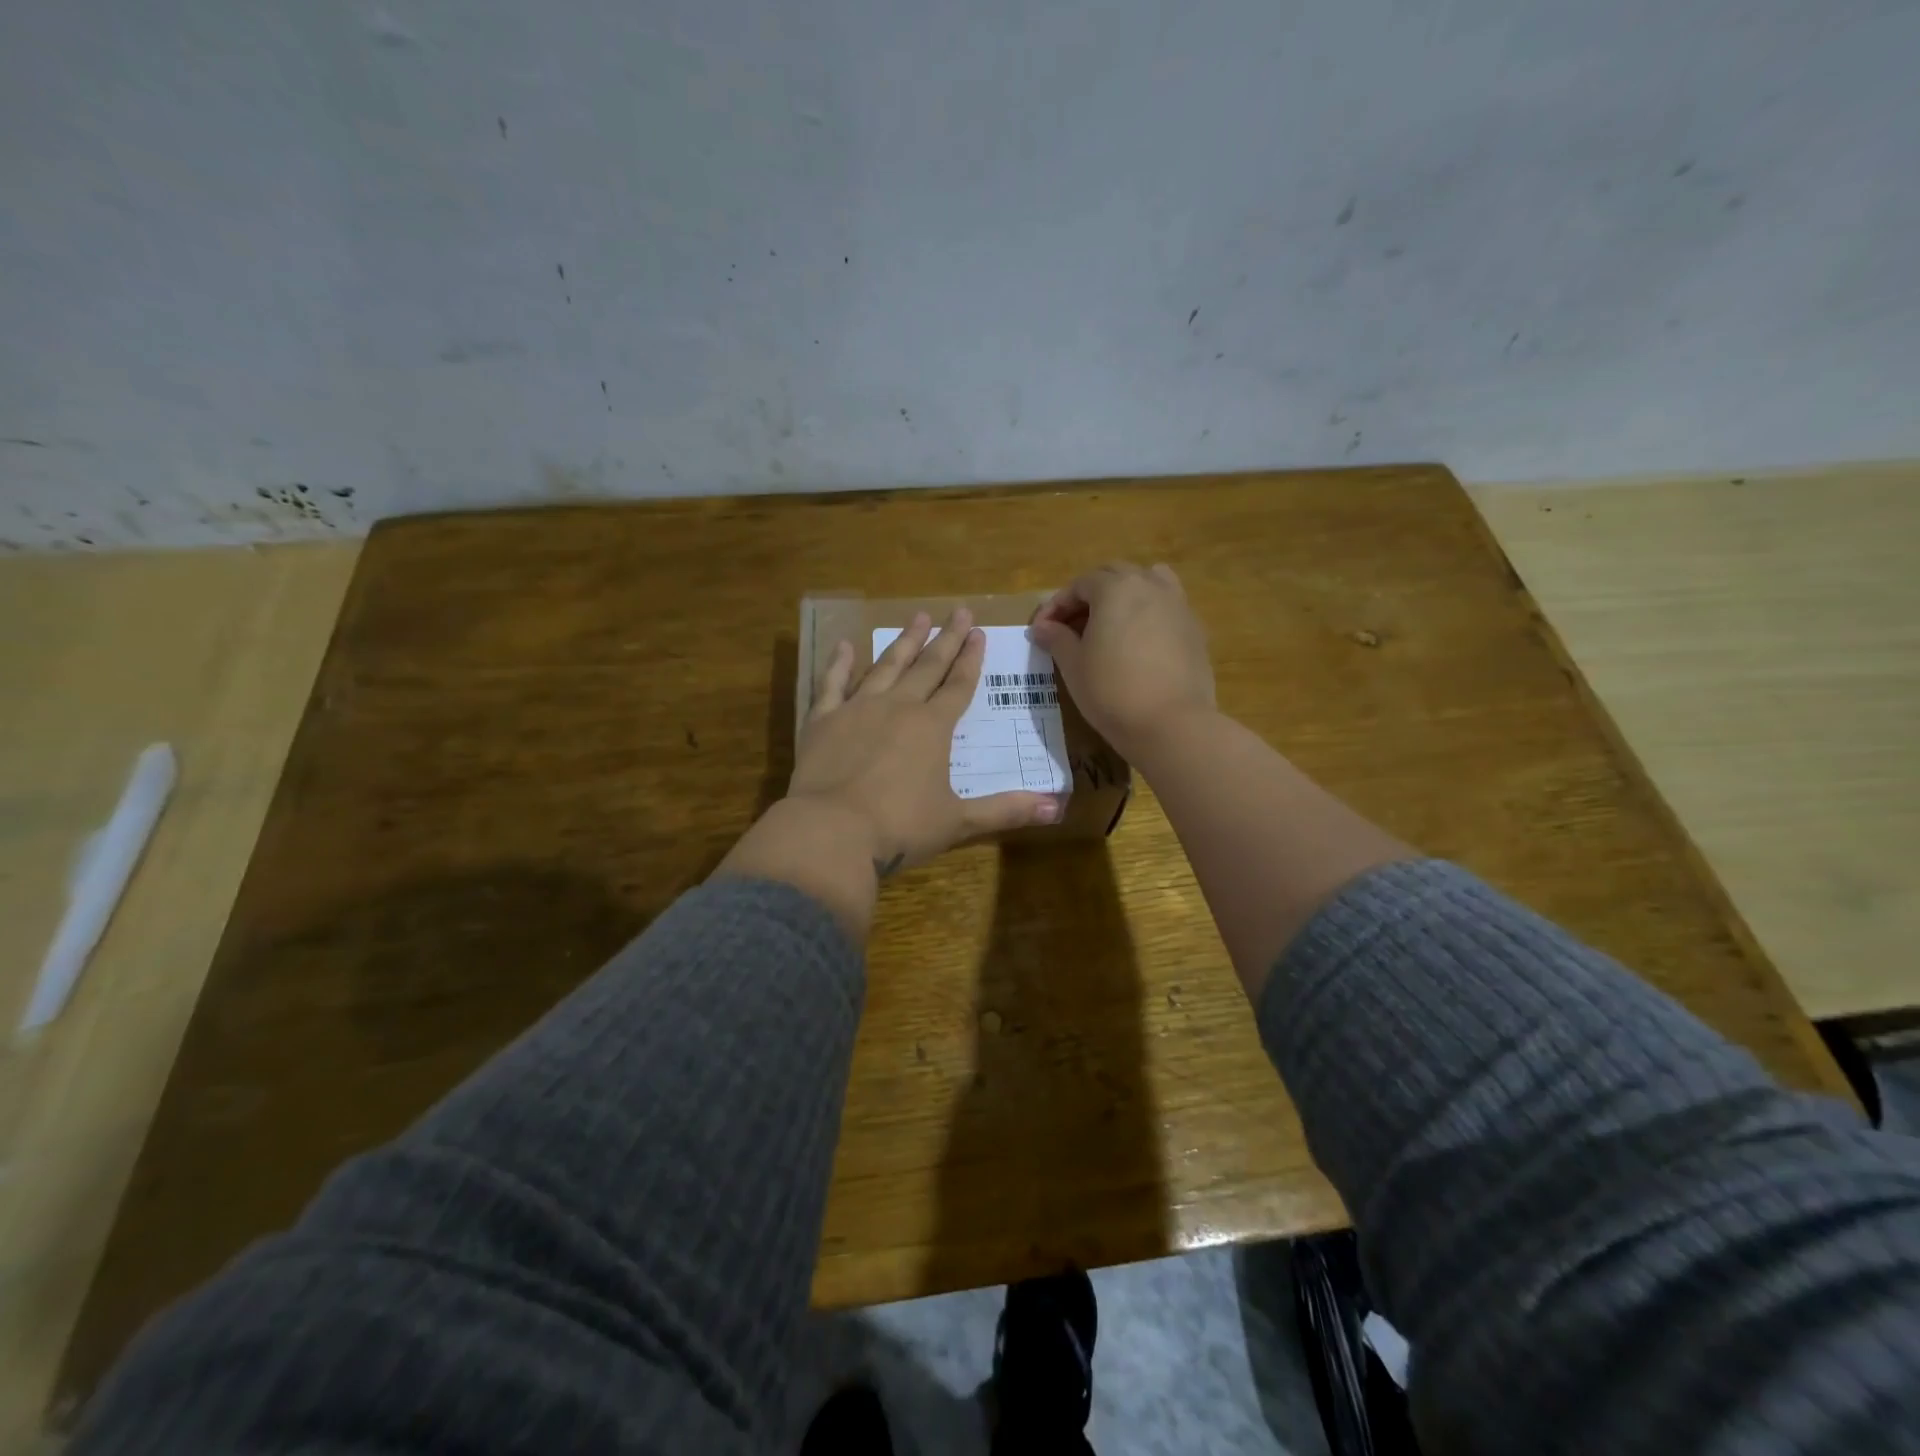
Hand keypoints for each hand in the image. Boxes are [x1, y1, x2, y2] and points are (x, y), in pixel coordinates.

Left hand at [790, 607, 1062, 875]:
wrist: (831, 832)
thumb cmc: (900, 827)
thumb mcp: (958, 822)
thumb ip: (1005, 810)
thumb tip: (1056, 809)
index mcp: (933, 728)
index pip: (959, 686)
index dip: (971, 660)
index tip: (979, 633)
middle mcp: (898, 707)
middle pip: (928, 666)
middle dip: (946, 639)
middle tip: (959, 612)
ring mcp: (857, 709)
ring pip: (886, 666)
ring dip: (904, 641)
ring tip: (917, 616)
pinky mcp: (822, 720)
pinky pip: (831, 684)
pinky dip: (838, 663)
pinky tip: (844, 645)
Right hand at [1030, 562, 1216, 761]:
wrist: (1171, 723)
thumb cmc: (1112, 691)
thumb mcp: (1074, 665)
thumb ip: (1057, 639)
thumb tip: (1042, 627)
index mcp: (1116, 588)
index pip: (1079, 585)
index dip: (1056, 605)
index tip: (1041, 630)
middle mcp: (1149, 585)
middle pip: (1114, 575)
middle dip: (1089, 595)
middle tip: (1071, 625)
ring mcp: (1177, 605)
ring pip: (1148, 581)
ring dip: (1124, 593)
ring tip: (1110, 622)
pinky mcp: (1194, 628)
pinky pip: (1166, 606)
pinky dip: (1148, 612)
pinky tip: (1138, 641)